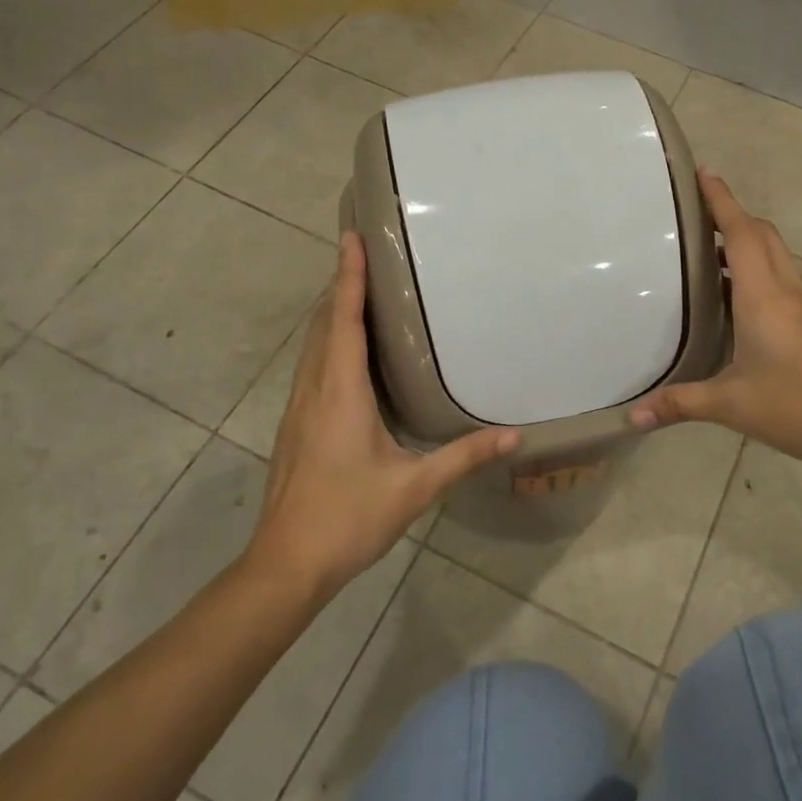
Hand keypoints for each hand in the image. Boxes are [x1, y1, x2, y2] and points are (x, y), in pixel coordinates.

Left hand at [248, 234, 519, 600]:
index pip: (343, 320)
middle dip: (341, 282)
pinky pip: (312, 364)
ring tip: (359, 286)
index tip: (351, 236)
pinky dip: (328, 338)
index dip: (348, 276)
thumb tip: (515, 436)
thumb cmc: (348, 519)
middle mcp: (314, 389)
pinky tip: (346, 348)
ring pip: (313, 343)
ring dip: (333, 309)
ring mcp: (299, 406)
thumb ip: (464, 457)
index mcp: (340, 392)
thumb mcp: (414, 488)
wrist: (285, 564)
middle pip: (324, 322)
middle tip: (364, 250)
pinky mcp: (296, 423)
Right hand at [630, 171, 801, 472]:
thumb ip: (679, 404)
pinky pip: (782, 279)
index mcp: (763, 296)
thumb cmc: (796, 405)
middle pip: (762, 235)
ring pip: (775, 256)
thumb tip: (632, 418)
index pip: (741, 234)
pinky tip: (738, 300)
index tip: (704, 172)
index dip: (722, 200)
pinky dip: (758, 271)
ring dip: (746, 243)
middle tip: (697, 213)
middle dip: (733, 215)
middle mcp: (786, 291)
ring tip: (710, 254)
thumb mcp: (731, 405)